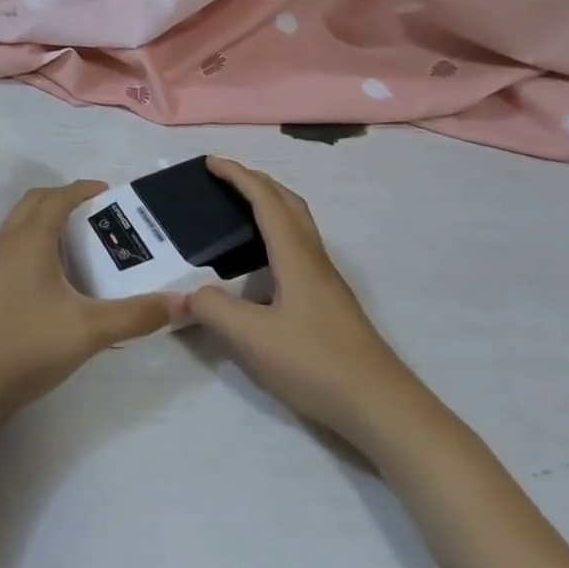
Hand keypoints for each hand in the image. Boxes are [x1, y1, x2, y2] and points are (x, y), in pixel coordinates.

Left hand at [0, 181, 176, 424]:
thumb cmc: (28, 346)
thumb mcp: (90, 331)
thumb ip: (137, 315)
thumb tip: (182, 302)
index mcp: (30, 239)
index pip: (58, 198)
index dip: (83, 190)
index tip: (109, 192)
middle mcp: (6, 242)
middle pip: (34, 202)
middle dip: (64, 199)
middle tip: (95, 213)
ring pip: (19, 224)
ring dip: (46, 220)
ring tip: (78, 242)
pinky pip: (11, 246)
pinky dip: (33, 242)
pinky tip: (52, 278)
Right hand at [186, 158, 415, 448]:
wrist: (379, 405)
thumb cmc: (315, 362)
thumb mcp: (252, 338)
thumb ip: (214, 310)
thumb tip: (189, 294)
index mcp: (295, 255)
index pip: (265, 200)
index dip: (237, 176)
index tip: (210, 162)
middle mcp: (313, 258)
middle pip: (288, 203)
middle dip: (256, 182)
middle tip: (225, 179)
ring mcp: (325, 281)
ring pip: (298, 225)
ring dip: (270, 206)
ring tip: (240, 212)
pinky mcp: (329, 302)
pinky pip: (299, 248)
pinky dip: (277, 234)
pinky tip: (263, 265)